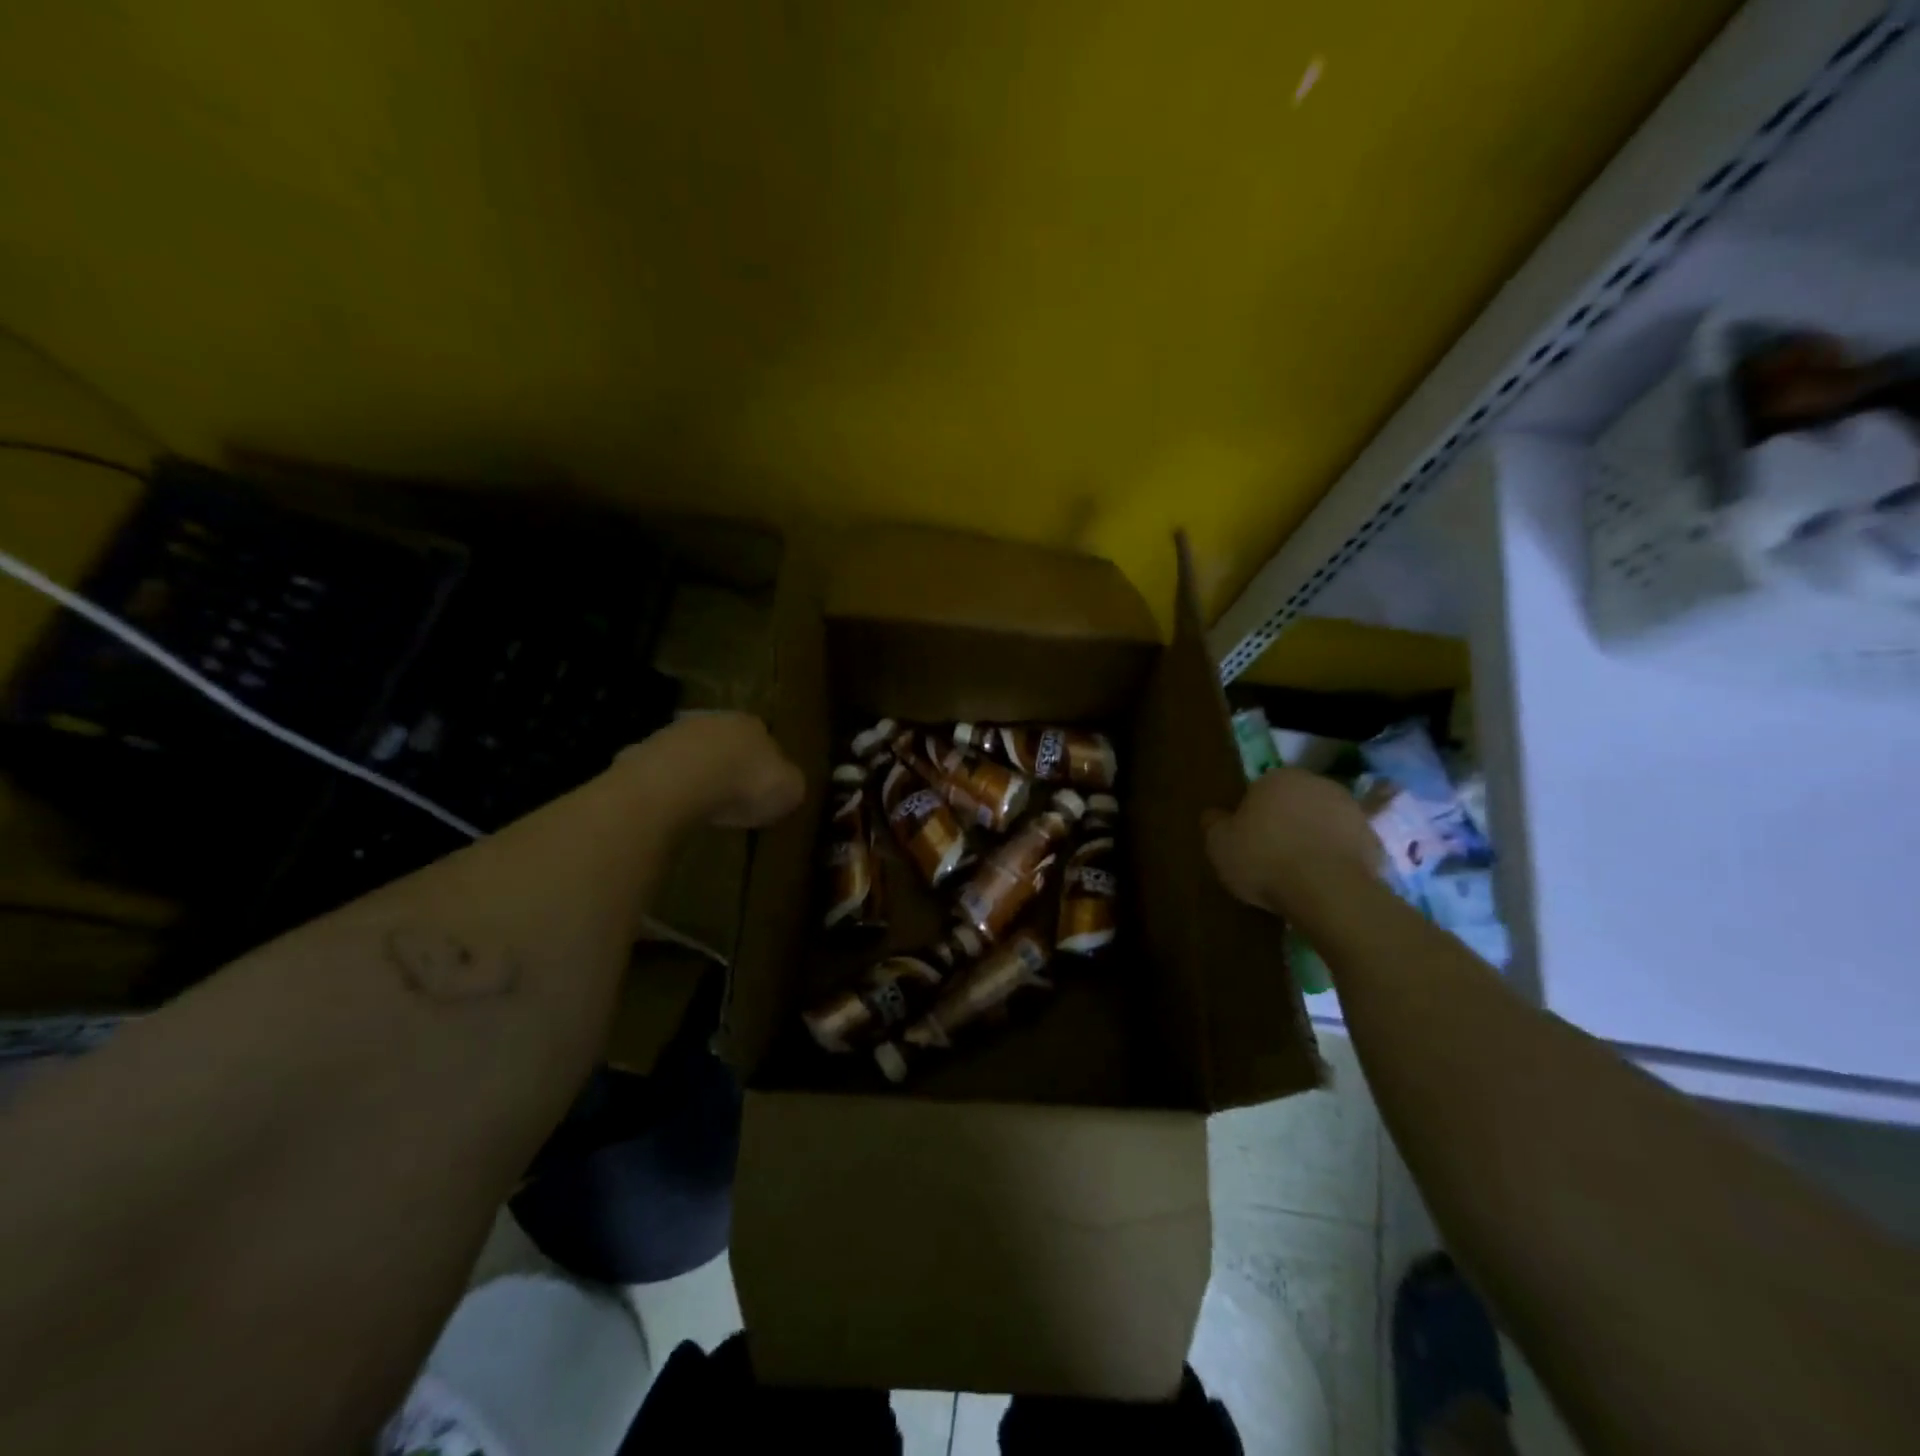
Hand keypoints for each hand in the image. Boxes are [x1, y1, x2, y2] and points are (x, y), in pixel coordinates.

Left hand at [618, 712, 804, 828]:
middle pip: (726, 742)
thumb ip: (789, 783)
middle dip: (729, 765)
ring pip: (692, 753)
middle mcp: (713, 720)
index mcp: (752, 724)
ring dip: (697, 774)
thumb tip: (785, 784)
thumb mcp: (788, 791)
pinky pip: (663, 772)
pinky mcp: (642, 753)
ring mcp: (673, 733)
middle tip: (733, 797)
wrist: (677, 783)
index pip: (764, 738)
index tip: (764, 790)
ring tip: (702, 805)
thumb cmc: (742, 784)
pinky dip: (669, 787)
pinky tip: (673, 808)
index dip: (765, 765)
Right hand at [1204, 767, 1379, 917]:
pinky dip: (1337, 857)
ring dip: (1313, 837)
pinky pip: (1346, 846)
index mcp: (1277, 778)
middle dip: (1284, 822)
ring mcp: (1350, 809)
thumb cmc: (1264, 859)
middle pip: (1293, 802)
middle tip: (1271, 856)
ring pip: (1322, 821)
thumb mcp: (1219, 844)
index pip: (1258, 791)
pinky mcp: (1374, 838)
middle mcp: (1316, 784)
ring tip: (1300, 873)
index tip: (1246, 842)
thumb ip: (1214, 824)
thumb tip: (1214, 815)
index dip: (1251, 817)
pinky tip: (1325, 880)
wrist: (1328, 890)